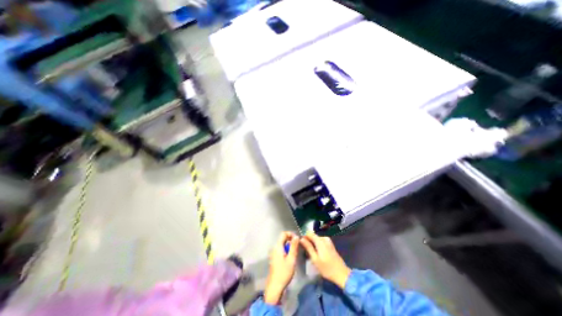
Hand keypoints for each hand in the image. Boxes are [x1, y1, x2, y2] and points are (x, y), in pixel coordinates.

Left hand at [265, 230, 300, 304]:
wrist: (275, 287)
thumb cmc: (284, 272)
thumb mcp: (291, 259)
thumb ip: (294, 247)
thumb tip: (296, 236)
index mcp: (278, 246)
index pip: (283, 234)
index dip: (291, 234)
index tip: (297, 239)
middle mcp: (274, 248)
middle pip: (283, 239)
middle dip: (291, 241)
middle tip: (298, 247)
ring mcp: (274, 253)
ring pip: (282, 245)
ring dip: (289, 246)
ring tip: (295, 253)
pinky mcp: (274, 258)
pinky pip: (281, 250)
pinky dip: (286, 251)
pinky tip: (290, 258)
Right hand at [301, 232, 349, 288]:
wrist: (342, 274)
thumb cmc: (327, 268)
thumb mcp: (315, 259)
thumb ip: (308, 247)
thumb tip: (301, 239)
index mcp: (320, 241)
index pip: (309, 233)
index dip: (304, 237)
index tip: (301, 244)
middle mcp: (324, 238)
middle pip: (313, 236)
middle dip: (308, 241)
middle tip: (306, 251)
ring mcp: (328, 241)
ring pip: (317, 239)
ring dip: (313, 244)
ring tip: (311, 253)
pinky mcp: (330, 244)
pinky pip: (321, 241)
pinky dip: (317, 245)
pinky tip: (317, 253)